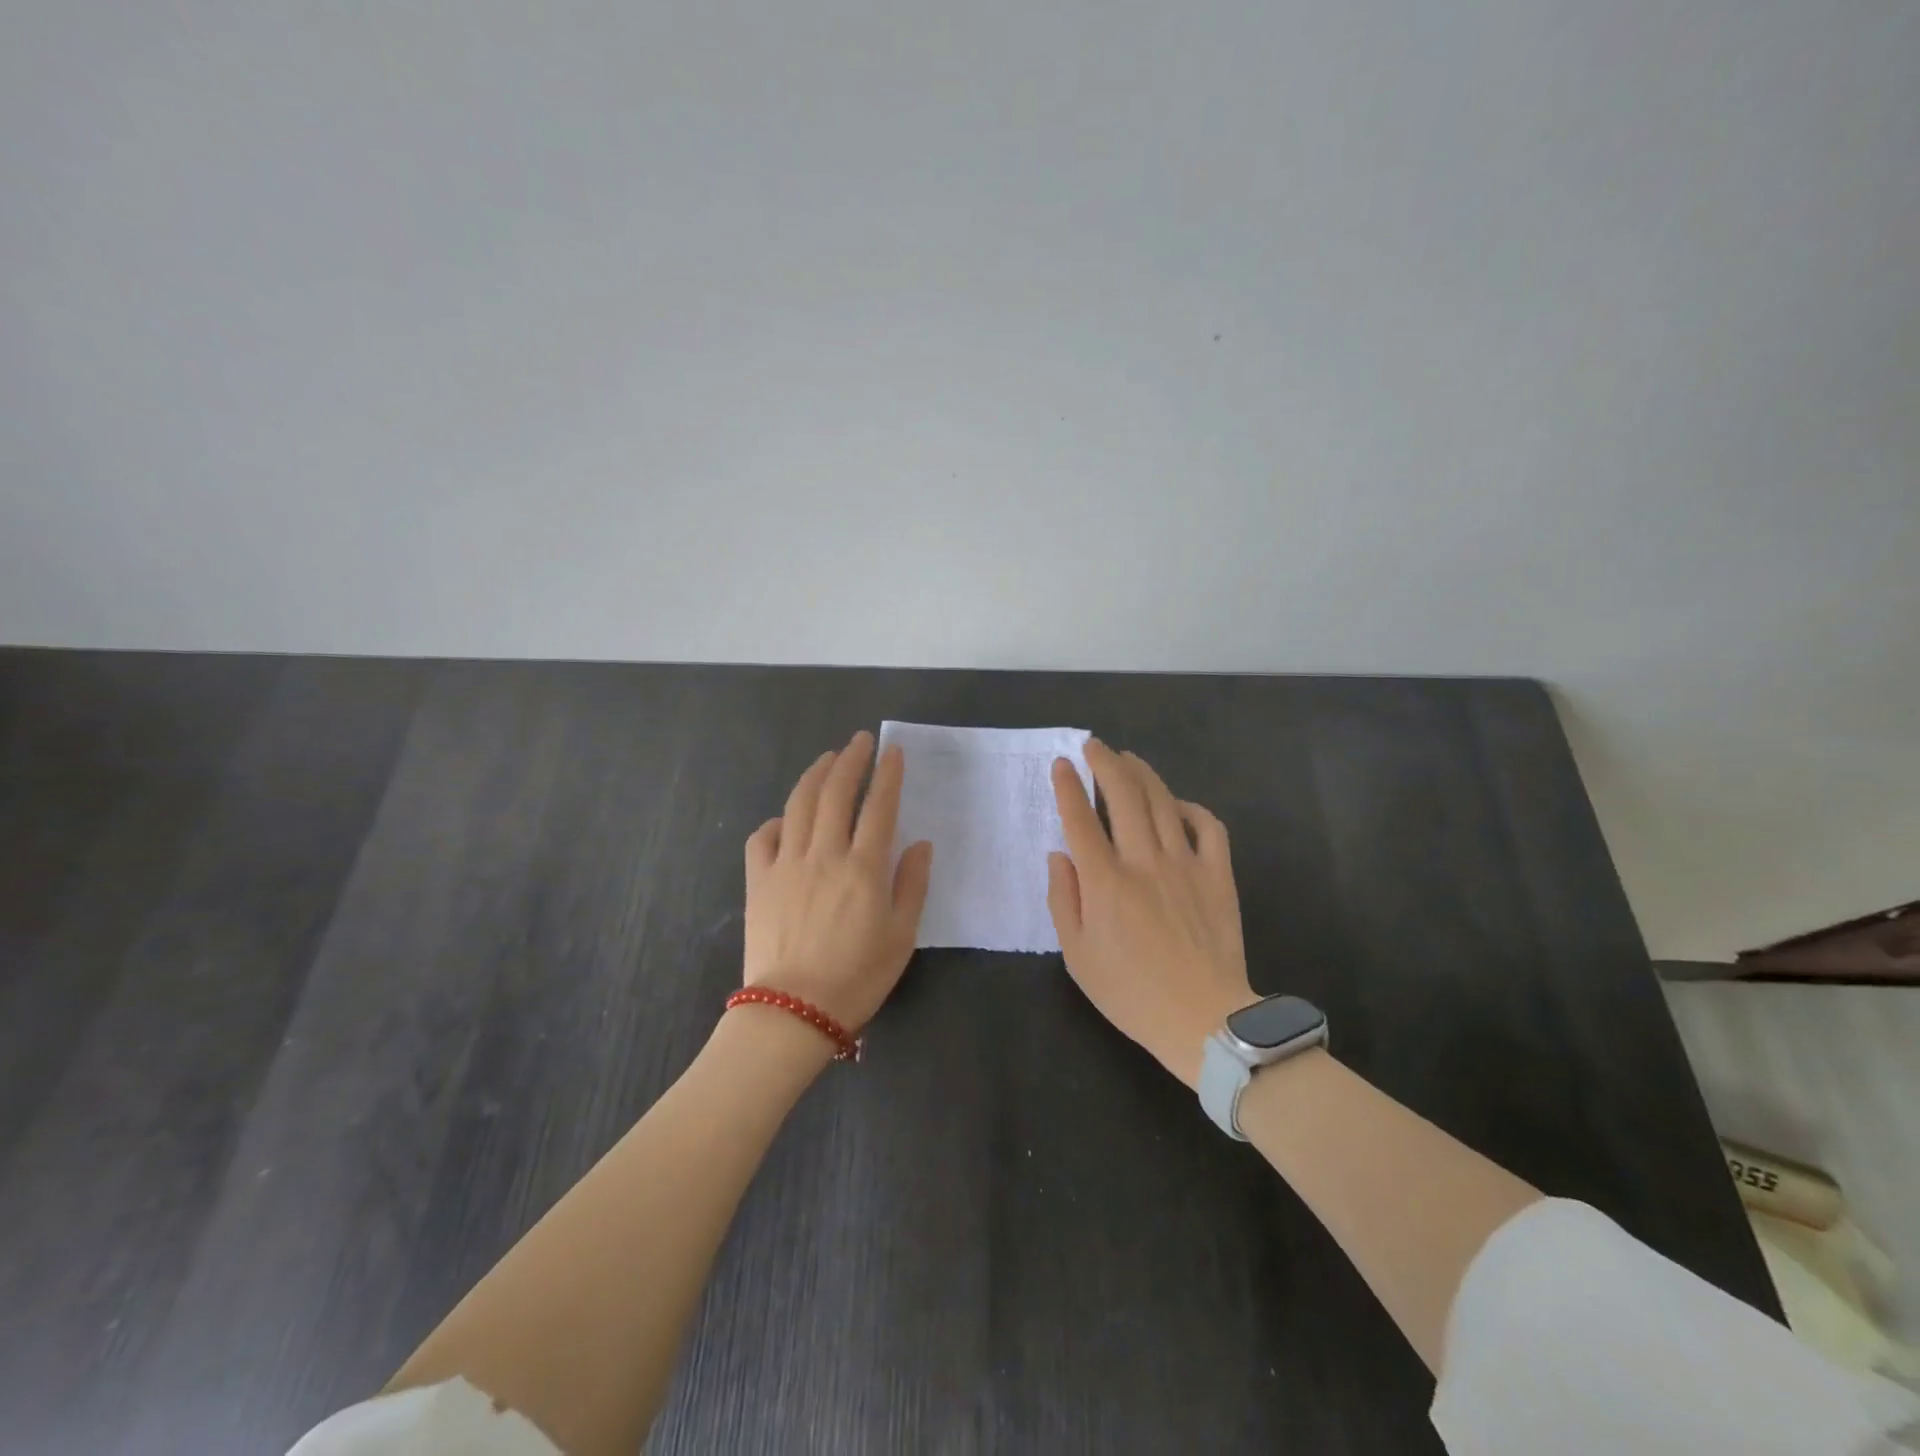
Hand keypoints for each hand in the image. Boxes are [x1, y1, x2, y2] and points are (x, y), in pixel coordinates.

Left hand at [742, 731, 933, 1029]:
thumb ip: (912, 885)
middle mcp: (824, 855)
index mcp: (864, 868)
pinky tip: (786, 818)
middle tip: (858, 741)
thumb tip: (920, 844)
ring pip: (799, 805)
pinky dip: (775, 820)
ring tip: (826, 759)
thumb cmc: (857, 977)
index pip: (879, 807)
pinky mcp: (759, 881)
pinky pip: (762, 838)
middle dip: (850, 760)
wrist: (793, 1010)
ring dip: (814, 775)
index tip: (892, 750)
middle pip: (836, 793)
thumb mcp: (902, 937)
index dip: (887, 774)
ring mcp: (787, 864)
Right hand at [1046, 741, 1254, 1088]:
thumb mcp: (1078, 956)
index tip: (1062, 764)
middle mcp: (1143, 861)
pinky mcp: (1218, 875)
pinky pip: (1208, 826)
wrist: (1204, 1019)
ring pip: (1162, 802)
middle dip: (1105, 763)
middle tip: (1094, 745)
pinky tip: (1178, 805)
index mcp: (1104, 882)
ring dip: (1143, 774)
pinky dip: (1192, 808)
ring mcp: (1185, 864)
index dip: (1069, 787)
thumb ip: (1063, 900)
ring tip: (1128, 759)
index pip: (1080, 819)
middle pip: (1122, 796)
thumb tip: (1059, 855)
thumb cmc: (1131, 992)